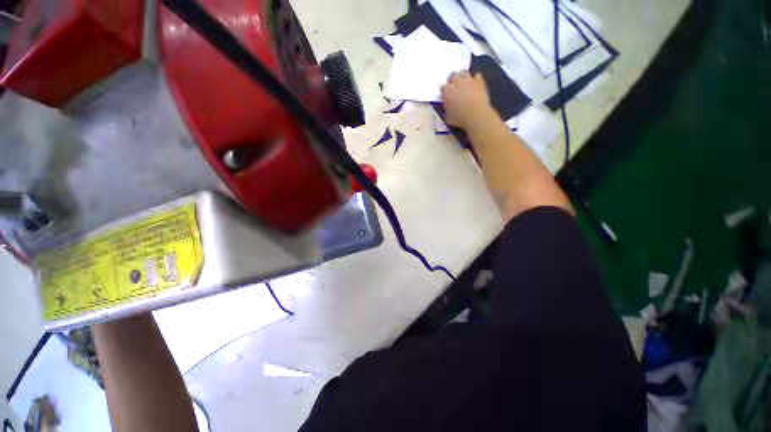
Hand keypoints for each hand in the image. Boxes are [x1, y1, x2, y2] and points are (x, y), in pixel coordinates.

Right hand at [440, 71, 493, 130]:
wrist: (476, 115)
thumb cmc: (460, 118)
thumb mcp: (448, 118)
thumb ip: (446, 111)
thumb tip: (447, 110)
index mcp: (447, 91)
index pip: (442, 87)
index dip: (444, 92)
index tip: (446, 96)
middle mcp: (456, 82)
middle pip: (453, 75)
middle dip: (453, 80)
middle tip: (455, 87)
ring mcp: (468, 80)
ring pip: (464, 72)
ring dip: (463, 77)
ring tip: (464, 84)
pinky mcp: (479, 81)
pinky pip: (477, 76)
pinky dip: (476, 79)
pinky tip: (475, 84)